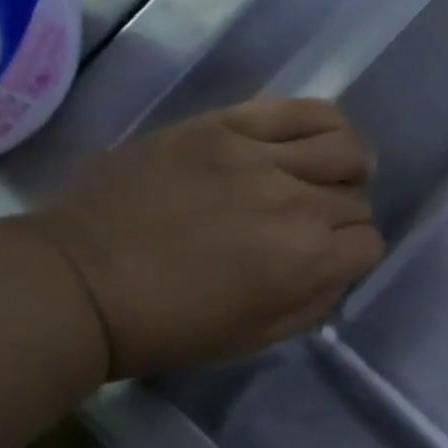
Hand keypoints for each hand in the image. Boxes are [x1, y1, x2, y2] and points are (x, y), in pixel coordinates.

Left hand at [10, 97, 383, 378]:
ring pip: (343, 145)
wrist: (77, 283)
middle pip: (357, 197)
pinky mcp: (222, 125)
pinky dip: (322, 123)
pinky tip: (313, 138)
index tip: (328, 261)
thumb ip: (315, 303)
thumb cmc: (168, 326)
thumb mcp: (256, 338)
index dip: (354, 256)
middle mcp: (295, 202)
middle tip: (311, 226)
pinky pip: (297, 109)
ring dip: (347, 165)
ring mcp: (258, 156)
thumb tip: (340, 270)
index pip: (370, 243)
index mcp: (305, 260)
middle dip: (344, 217)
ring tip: (327, 173)